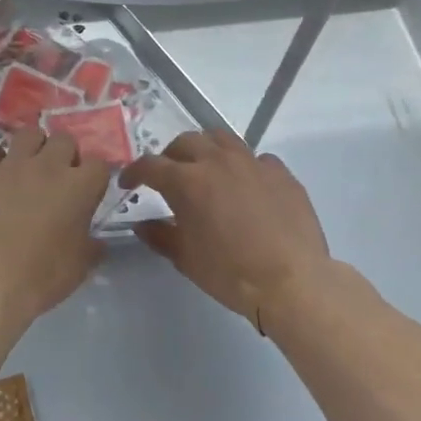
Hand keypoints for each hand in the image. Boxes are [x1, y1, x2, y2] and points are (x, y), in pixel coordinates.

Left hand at [0, 129, 109, 336]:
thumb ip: (92, 246)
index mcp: (79, 187)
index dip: (93, 177)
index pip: (99, 164)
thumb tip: (96, 241)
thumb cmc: (40, 277)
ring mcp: (12, 164)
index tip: (86, 192)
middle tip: (55, 179)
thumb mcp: (79, 268)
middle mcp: (48, 166)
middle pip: (64, 139)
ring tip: (25, 169)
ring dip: (31, 147)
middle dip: (63, 155)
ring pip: (28, 133)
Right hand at [121, 131, 346, 331]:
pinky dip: (243, 166)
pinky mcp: (281, 173)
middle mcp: (217, 162)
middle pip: (186, 142)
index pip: (150, 165)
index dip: (134, 172)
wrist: (292, 282)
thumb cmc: (230, 272)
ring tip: (206, 169)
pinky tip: (246, 186)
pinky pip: (256, 158)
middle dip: (170, 156)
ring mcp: (252, 163)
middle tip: (168, 176)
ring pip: (221, 139)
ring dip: (206, 149)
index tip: (128, 184)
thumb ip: (159, 235)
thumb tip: (142, 225)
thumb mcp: (185, 258)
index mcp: (187, 181)